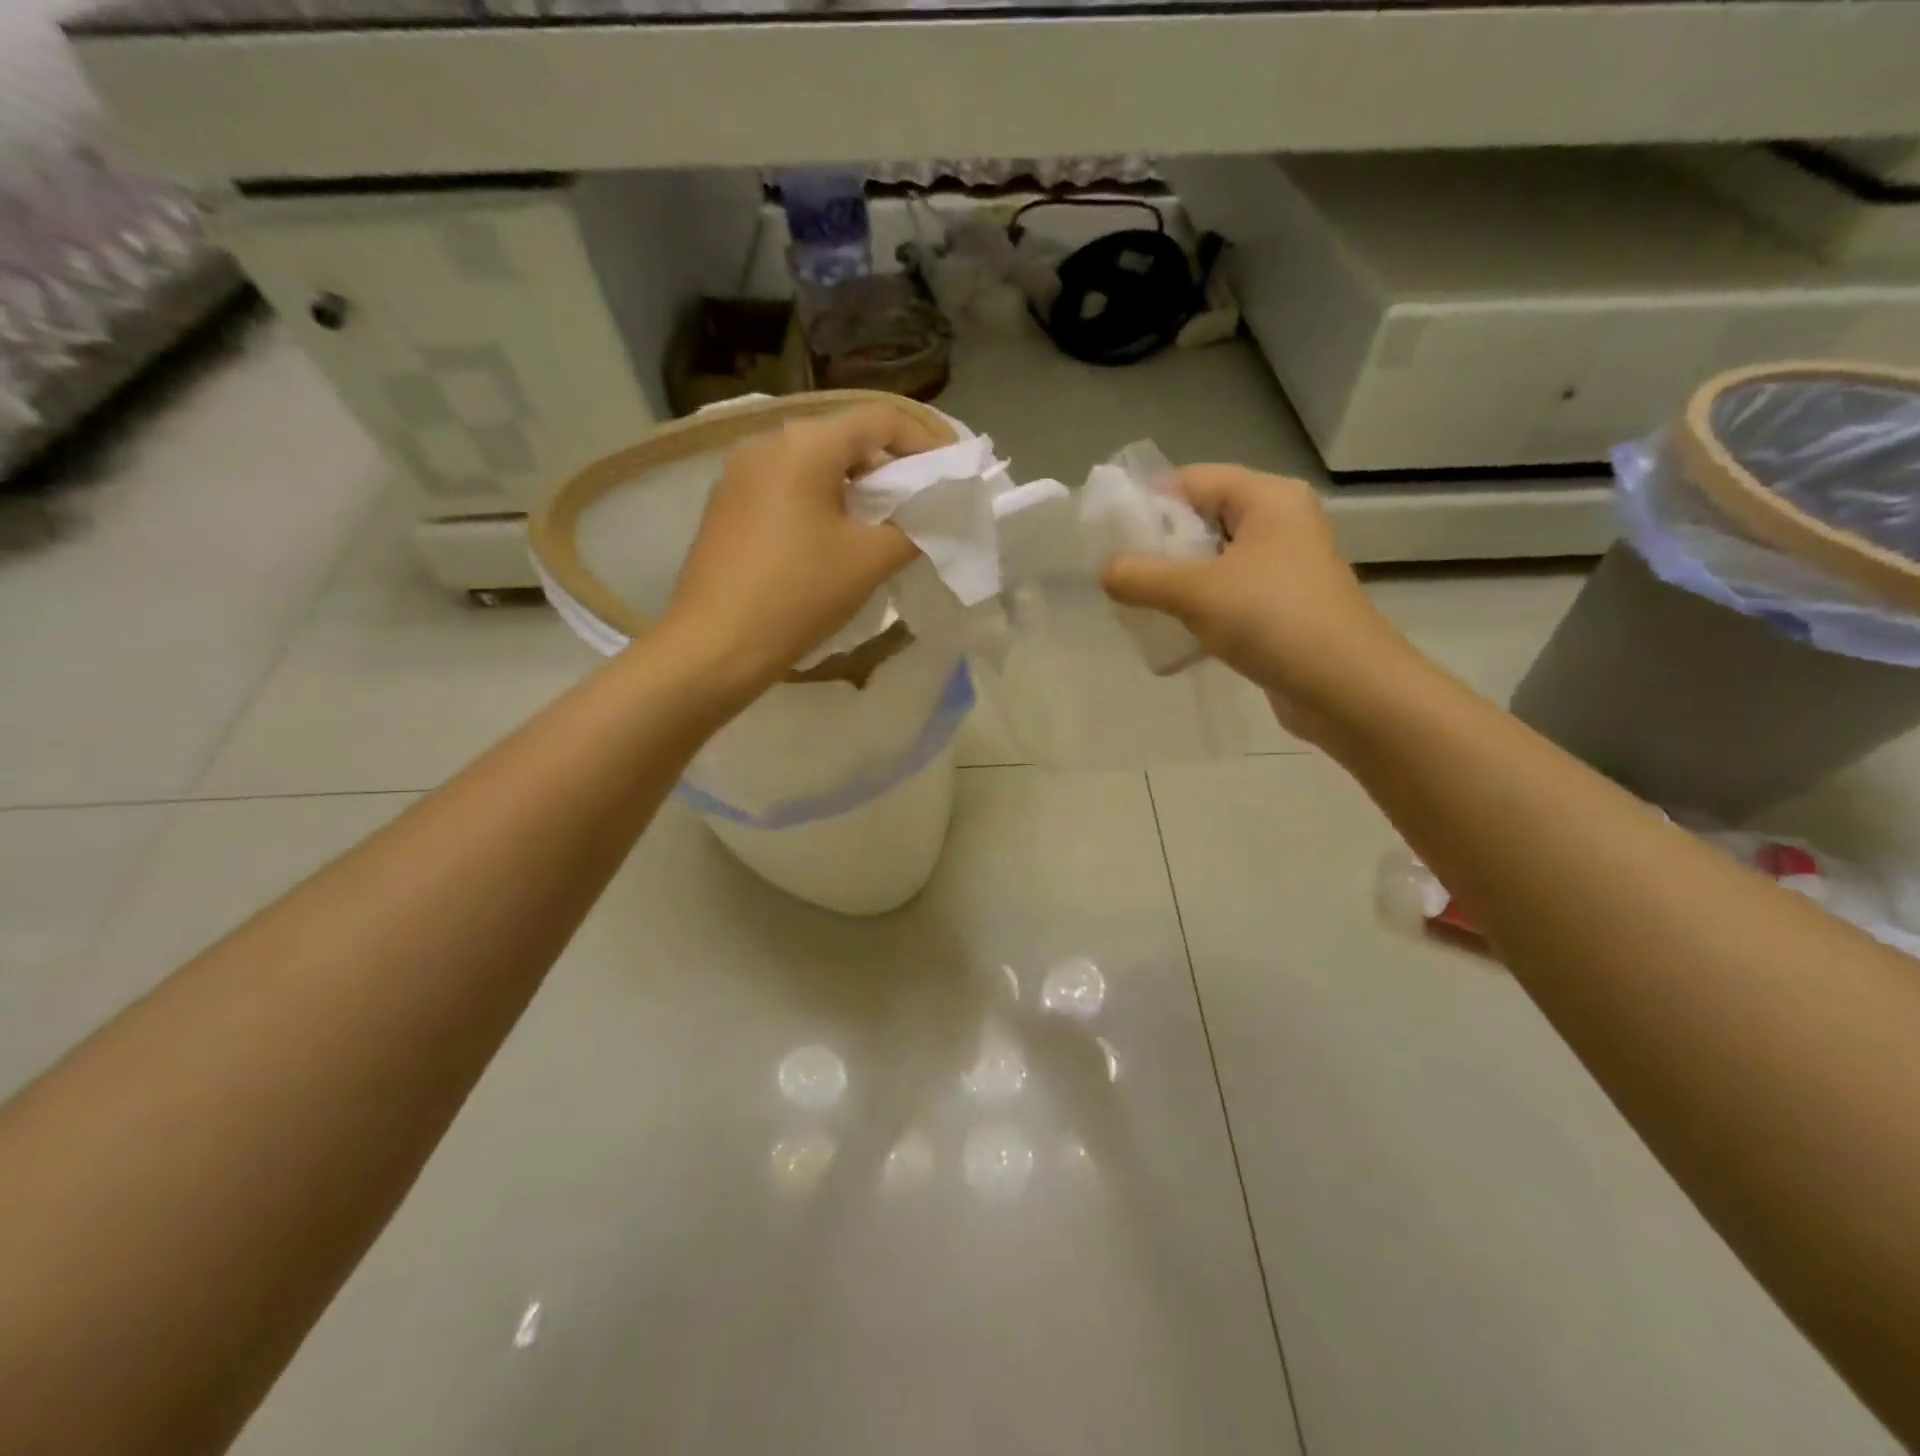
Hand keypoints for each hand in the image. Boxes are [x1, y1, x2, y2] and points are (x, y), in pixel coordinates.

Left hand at [664, 403, 941, 695]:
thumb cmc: (798, 594)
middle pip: (846, 437)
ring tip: (882, 524)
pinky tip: (833, 539)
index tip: (952, 471)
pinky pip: (787, 487)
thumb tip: (929, 516)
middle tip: (921, 501)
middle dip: (891, 465)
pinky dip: (822, 500)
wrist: (714, 645)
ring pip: (815, 463)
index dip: (926, 440)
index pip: (881, 418)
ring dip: (856, 485)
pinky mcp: (727, 505)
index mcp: (806, 444)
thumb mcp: (869, 561)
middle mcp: (767, 443)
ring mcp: (740, 473)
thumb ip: (912, 528)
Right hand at [1101, 465, 1410, 741]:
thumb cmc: (1272, 620)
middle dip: (1159, 546)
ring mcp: (1285, 566)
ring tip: (1138, 603)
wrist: (1346, 687)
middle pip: (1203, 519)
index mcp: (1267, 498)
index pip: (1193, 480)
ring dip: (1176, 580)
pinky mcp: (1284, 605)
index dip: (1148, 502)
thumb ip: (1141, 577)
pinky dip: (1199, 606)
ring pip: (1214, 561)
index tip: (1109, 535)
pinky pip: (1229, 593)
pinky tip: (1173, 630)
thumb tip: (1107, 571)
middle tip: (1119, 573)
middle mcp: (1280, 522)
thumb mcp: (1195, 593)